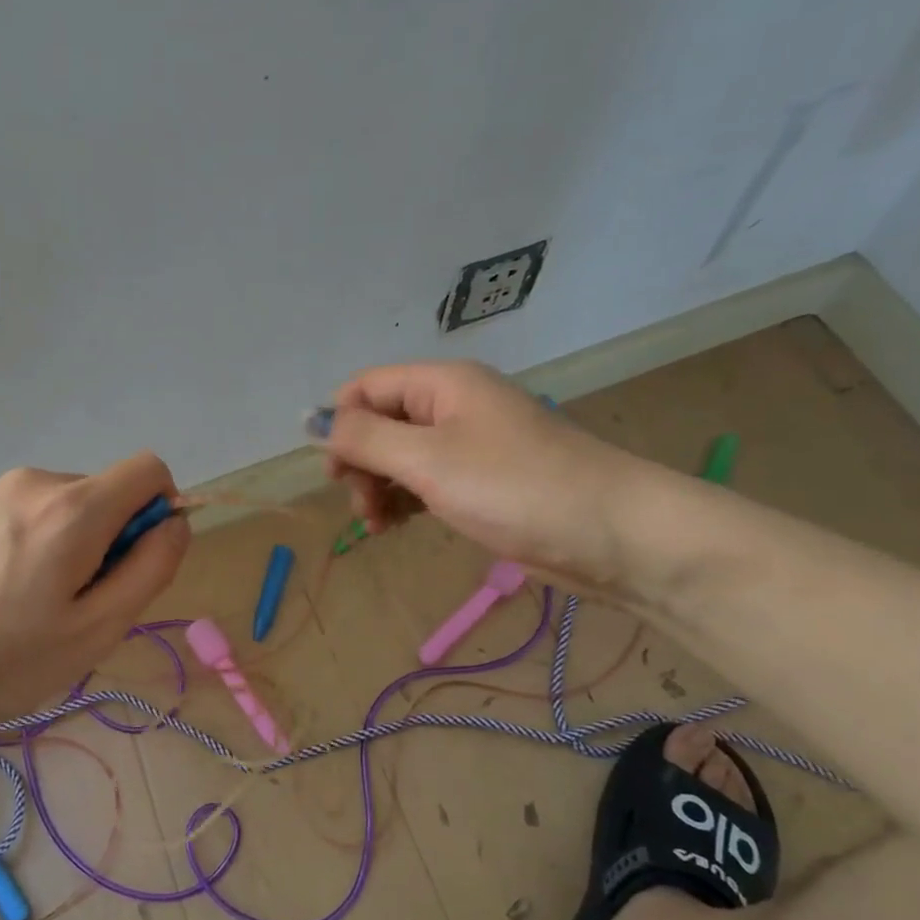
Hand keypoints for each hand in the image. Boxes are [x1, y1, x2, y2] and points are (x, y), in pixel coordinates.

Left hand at [0, 453, 188, 735]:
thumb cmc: (0, 660)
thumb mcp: (95, 630)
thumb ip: (151, 569)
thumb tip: (175, 523)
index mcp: (73, 506)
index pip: (149, 470)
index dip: (160, 513)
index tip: (133, 567)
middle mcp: (34, 482)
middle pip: (105, 494)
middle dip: (111, 540)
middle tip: (75, 608)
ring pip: (66, 508)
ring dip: (71, 547)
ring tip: (31, 608)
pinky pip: (26, 515)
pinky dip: (35, 546)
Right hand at [320, 360, 673, 595]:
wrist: (612, 535)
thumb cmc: (515, 488)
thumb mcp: (428, 460)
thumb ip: (363, 439)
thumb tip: (307, 420)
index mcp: (443, 384)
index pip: (366, 387)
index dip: (339, 424)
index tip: (334, 473)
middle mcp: (454, 406)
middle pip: (381, 422)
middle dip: (361, 463)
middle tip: (363, 507)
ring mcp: (471, 445)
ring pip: (401, 456)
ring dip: (379, 487)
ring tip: (379, 525)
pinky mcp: (483, 482)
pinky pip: (426, 481)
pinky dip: (405, 501)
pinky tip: (398, 526)